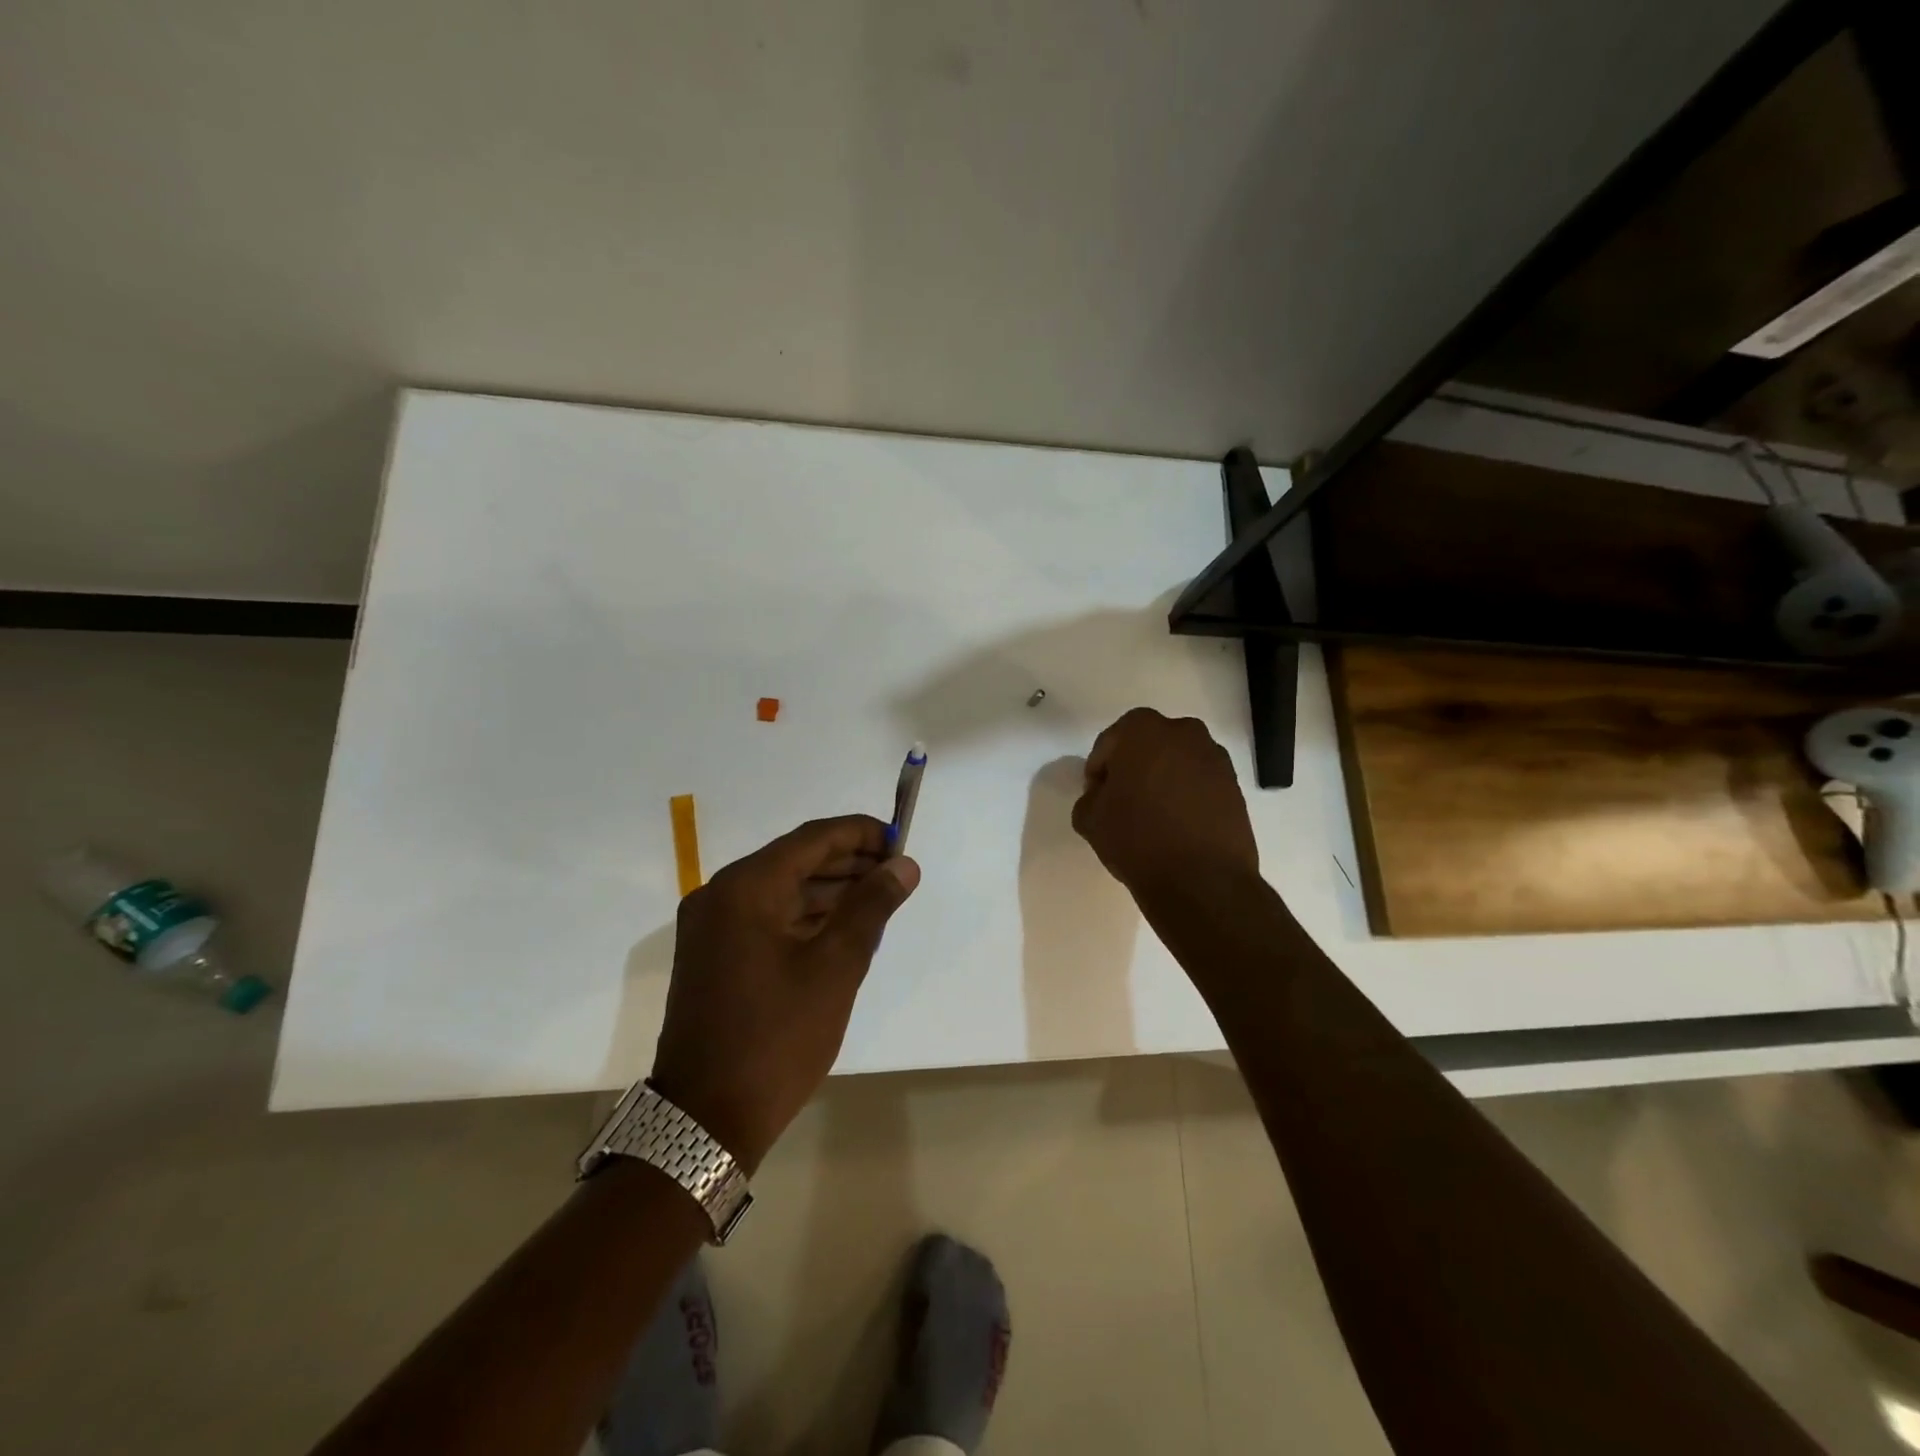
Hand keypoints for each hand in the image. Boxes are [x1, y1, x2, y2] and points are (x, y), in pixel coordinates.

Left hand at [650, 815, 918, 1172]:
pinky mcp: (712, 953)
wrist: (705, 1118)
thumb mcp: (836, 968)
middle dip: (847, 861)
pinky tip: (841, 924)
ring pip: (781, 888)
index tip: (900, 840)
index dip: (860, 833)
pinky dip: (804, 914)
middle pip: (794, 859)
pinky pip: (765, 915)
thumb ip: (871, 907)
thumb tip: (903, 864)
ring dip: (828, 888)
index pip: (812, 838)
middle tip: (895, 871)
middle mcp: (720, 895)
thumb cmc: (777, 1038)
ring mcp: (711, 925)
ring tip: (878, 896)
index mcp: (745, 888)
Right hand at [1073, 708, 1258, 899]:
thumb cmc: (1137, 839)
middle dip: (1133, 767)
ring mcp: (1214, 757)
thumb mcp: (1089, 819)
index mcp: (1142, 730)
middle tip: (1123, 801)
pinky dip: (1187, 795)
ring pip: (1176, 762)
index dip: (1098, 771)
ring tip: (1153, 816)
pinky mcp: (1235, 785)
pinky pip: (1200, 782)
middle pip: (1147, 746)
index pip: (1109, 743)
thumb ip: (1090, 797)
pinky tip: (1177, 825)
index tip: (1096, 797)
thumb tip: (1103, 795)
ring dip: (1162, 780)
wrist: (1201, 880)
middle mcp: (1183, 732)